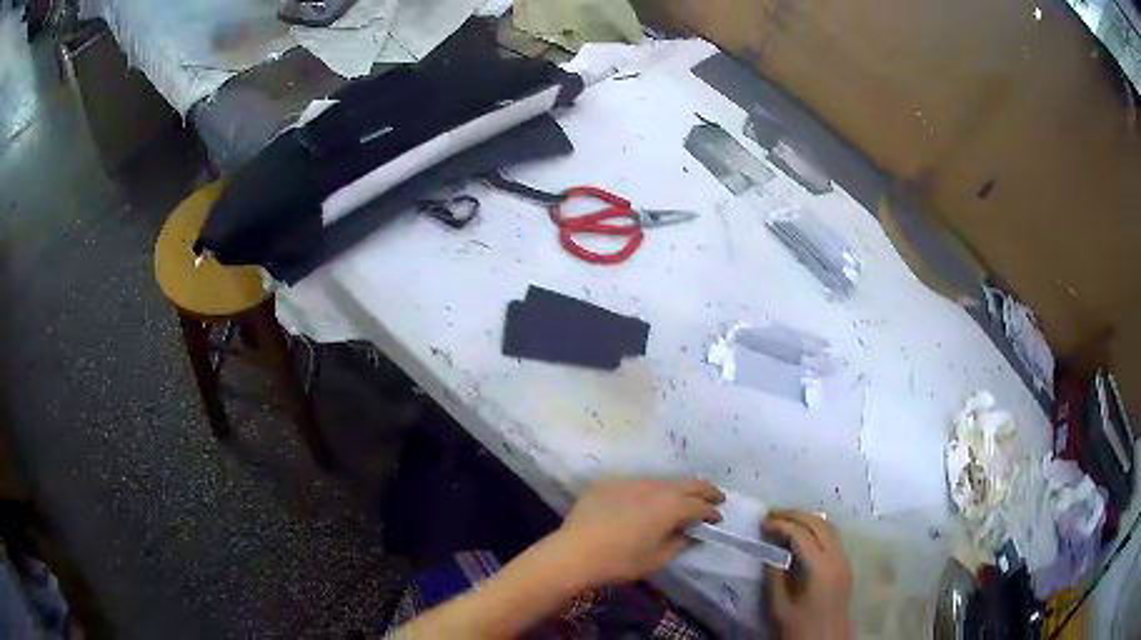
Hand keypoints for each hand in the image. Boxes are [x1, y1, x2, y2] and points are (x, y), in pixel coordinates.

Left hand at [549, 477, 723, 587]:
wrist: (573, 552)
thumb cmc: (619, 561)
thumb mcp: (656, 559)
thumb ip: (679, 543)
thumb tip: (690, 534)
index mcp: (671, 505)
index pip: (700, 504)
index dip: (711, 511)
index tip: (717, 518)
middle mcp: (655, 486)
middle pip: (687, 483)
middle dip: (704, 490)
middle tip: (715, 497)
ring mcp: (630, 480)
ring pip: (662, 480)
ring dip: (675, 489)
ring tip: (680, 500)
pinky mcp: (609, 482)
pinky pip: (636, 483)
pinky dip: (648, 491)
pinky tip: (644, 503)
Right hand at [762, 510, 853, 639]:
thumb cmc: (800, 628)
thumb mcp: (779, 607)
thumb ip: (775, 577)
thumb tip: (769, 552)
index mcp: (821, 569)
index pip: (802, 535)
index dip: (781, 525)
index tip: (761, 523)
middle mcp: (837, 558)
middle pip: (819, 524)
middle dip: (795, 515)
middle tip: (771, 514)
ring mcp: (844, 560)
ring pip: (829, 527)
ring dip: (807, 519)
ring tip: (784, 520)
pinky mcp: (844, 565)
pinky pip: (832, 537)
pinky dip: (816, 529)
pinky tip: (800, 535)